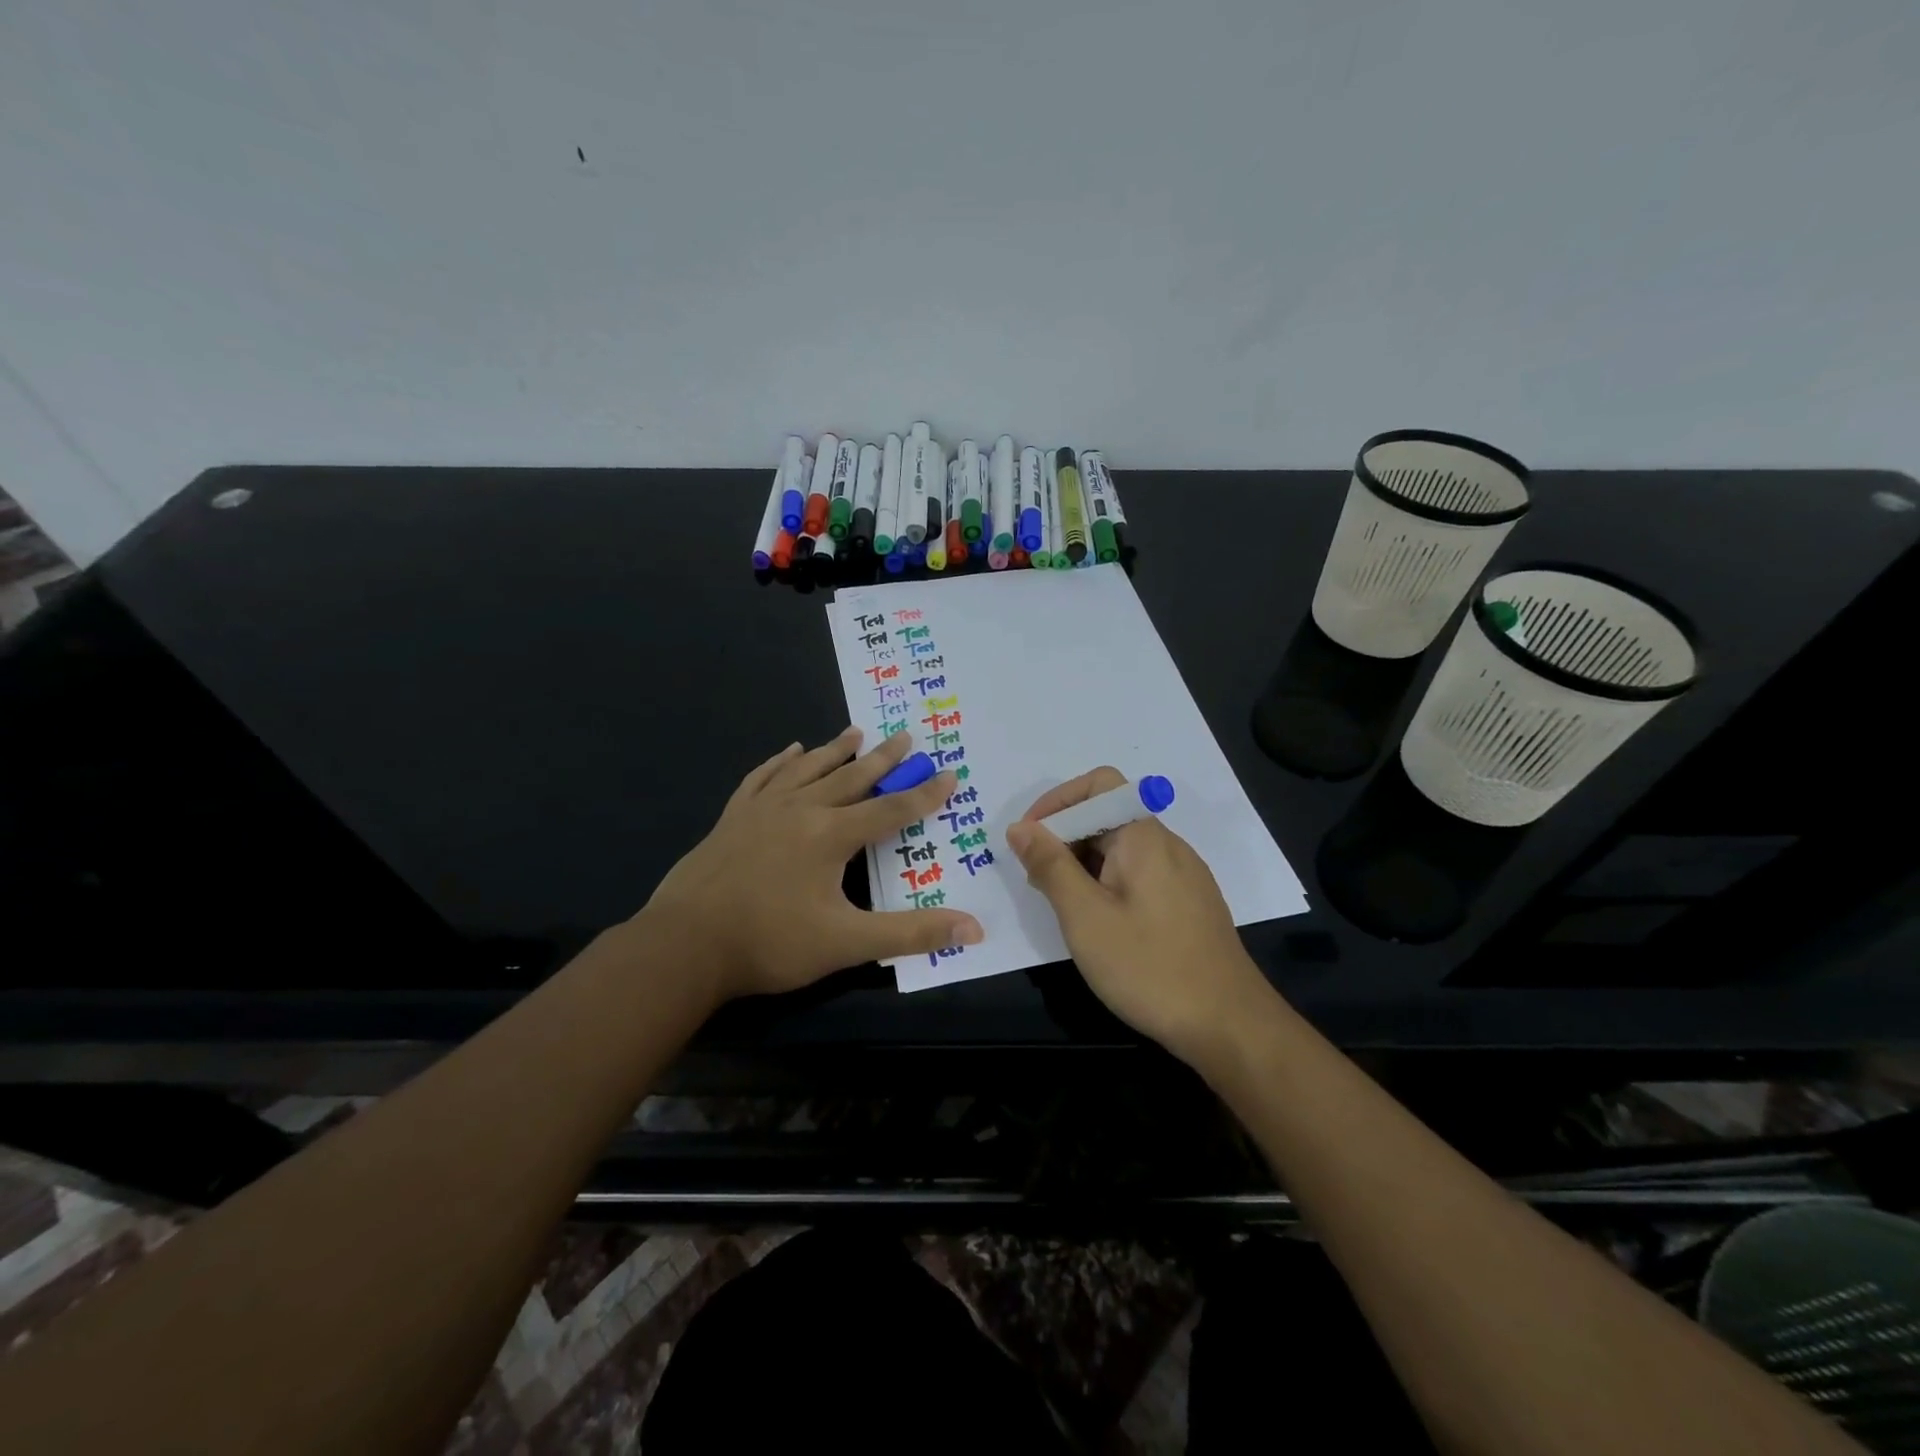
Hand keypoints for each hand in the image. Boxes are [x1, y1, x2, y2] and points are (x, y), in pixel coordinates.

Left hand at [642, 728, 983, 1000]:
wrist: (684, 945)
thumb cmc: (771, 943)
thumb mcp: (847, 943)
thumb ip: (910, 934)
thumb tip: (974, 928)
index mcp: (831, 835)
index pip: (891, 809)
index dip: (923, 794)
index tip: (948, 773)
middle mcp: (801, 810)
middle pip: (852, 777)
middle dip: (883, 759)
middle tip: (906, 736)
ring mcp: (762, 810)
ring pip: (808, 769)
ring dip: (835, 750)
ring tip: (855, 732)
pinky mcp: (733, 817)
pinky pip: (763, 778)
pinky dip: (780, 762)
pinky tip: (790, 750)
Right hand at [1005, 766, 1272, 1065]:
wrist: (1229, 1026)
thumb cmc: (1149, 967)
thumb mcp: (1085, 916)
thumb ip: (1050, 865)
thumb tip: (1021, 827)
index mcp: (1144, 836)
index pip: (1099, 784)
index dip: (1057, 802)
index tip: (1028, 839)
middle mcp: (1168, 845)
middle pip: (1109, 815)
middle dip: (1065, 837)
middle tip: (1036, 881)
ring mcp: (1184, 875)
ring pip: (1122, 848)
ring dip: (1083, 863)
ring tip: (1061, 905)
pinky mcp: (1189, 903)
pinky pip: (1139, 874)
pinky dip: (1108, 883)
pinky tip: (1099, 923)